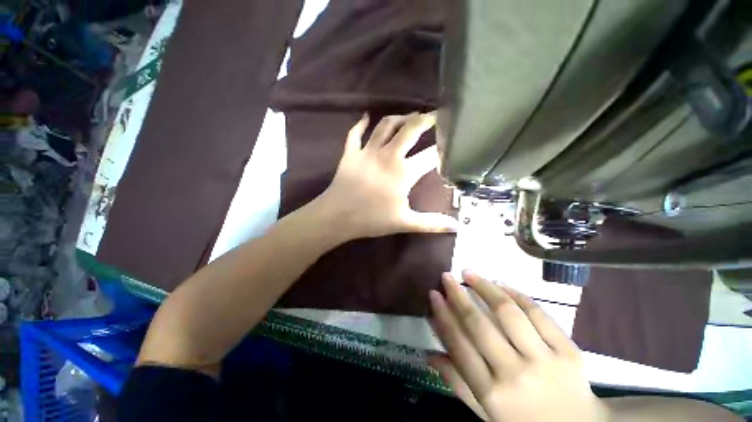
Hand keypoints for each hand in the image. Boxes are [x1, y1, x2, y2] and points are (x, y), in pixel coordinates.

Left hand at [313, 112, 457, 238]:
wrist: (337, 216)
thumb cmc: (372, 219)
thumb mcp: (405, 222)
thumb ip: (432, 223)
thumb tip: (457, 227)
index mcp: (403, 172)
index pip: (430, 156)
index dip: (443, 149)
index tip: (451, 143)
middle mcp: (388, 155)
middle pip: (410, 129)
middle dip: (425, 120)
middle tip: (435, 115)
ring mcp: (368, 151)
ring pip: (385, 125)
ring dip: (399, 117)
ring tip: (410, 116)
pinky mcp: (350, 153)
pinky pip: (355, 133)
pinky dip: (361, 124)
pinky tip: (366, 117)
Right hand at [429, 271, 608, 421]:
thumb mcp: (486, 413)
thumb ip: (457, 383)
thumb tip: (429, 354)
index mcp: (492, 394)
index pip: (459, 346)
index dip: (443, 316)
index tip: (433, 294)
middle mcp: (516, 375)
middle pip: (479, 326)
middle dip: (458, 296)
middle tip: (446, 277)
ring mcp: (545, 360)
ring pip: (509, 313)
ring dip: (485, 288)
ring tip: (470, 272)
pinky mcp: (568, 350)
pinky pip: (539, 314)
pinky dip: (517, 295)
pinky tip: (501, 284)